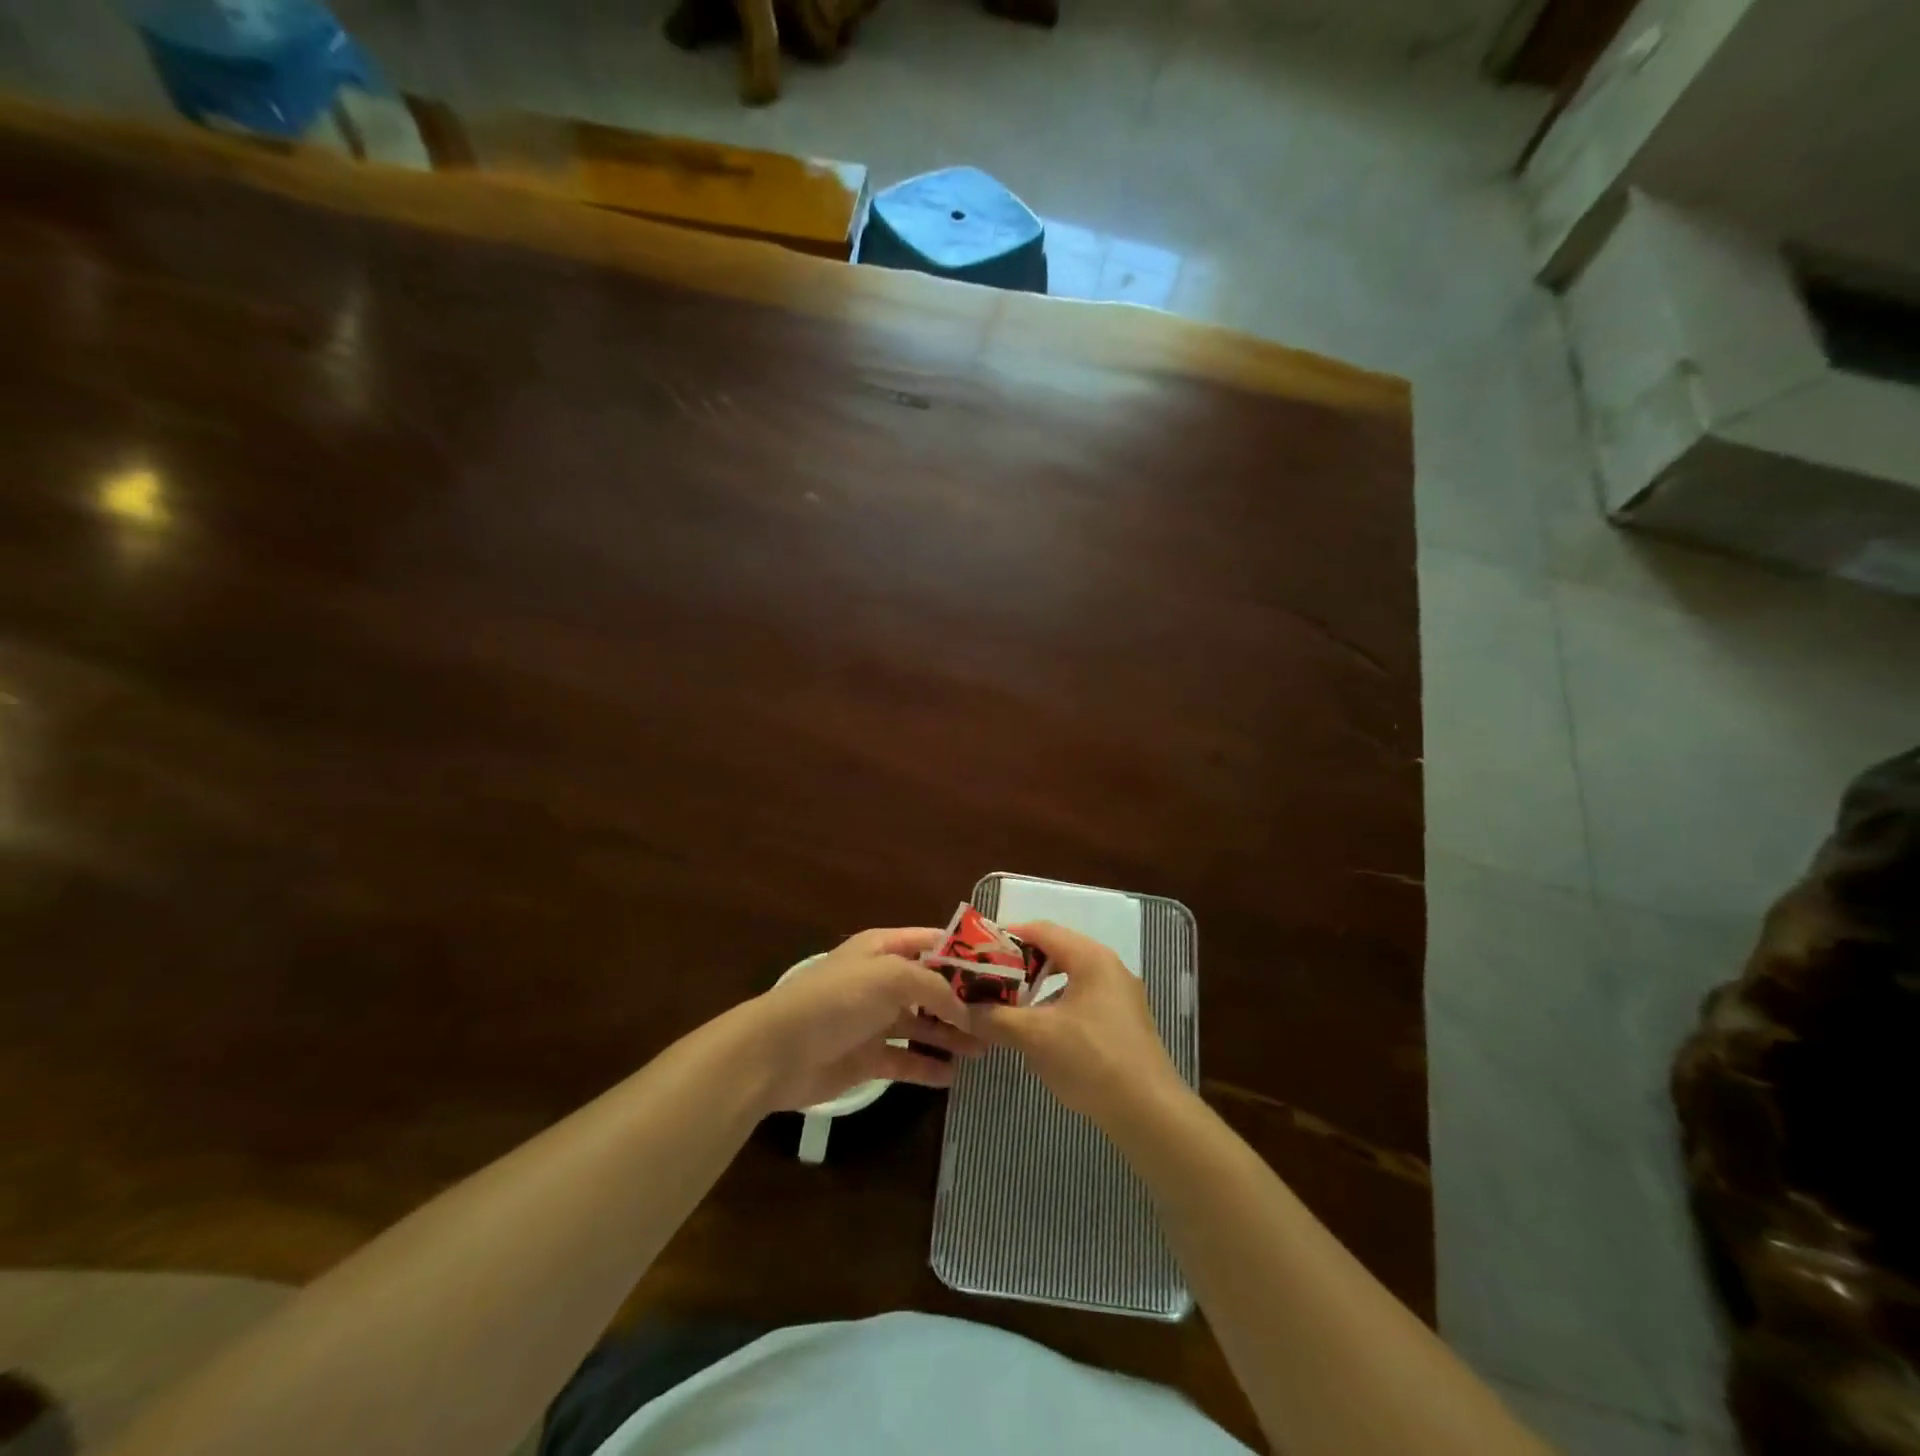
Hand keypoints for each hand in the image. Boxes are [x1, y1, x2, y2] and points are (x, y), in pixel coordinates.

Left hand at [748, 927, 982, 1111]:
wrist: (778, 1051)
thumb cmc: (836, 1000)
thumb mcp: (890, 977)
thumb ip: (934, 988)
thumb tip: (965, 1009)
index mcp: (883, 949)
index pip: (933, 943)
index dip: (965, 953)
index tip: (1002, 968)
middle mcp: (882, 981)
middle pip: (931, 986)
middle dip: (963, 1000)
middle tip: (1000, 1017)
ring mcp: (875, 1020)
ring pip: (923, 1025)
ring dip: (951, 1035)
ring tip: (984, 1049)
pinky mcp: (868, 1058)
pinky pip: (906, 1060)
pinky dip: (928, 1066)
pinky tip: (952, 1076)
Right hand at [973, 921, 1181, 1124]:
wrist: (1149, 1112)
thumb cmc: (1091, 1060)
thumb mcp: (1035, 1036)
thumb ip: (995, 1018)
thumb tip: (961, 1010)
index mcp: (1091, 957)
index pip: (1041, 930)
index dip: (1006, 937)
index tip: (976, 952)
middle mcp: (1109, 968)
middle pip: (1056, 952)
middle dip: (1019, 965)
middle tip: (988, 980)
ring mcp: (1120, 996)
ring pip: (1069, 979)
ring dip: (1037, 989)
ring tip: (1008, 1007)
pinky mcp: (1124, 1023)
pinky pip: (1082, 1001)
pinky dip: (1056, 1007)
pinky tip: (1040, 1034)